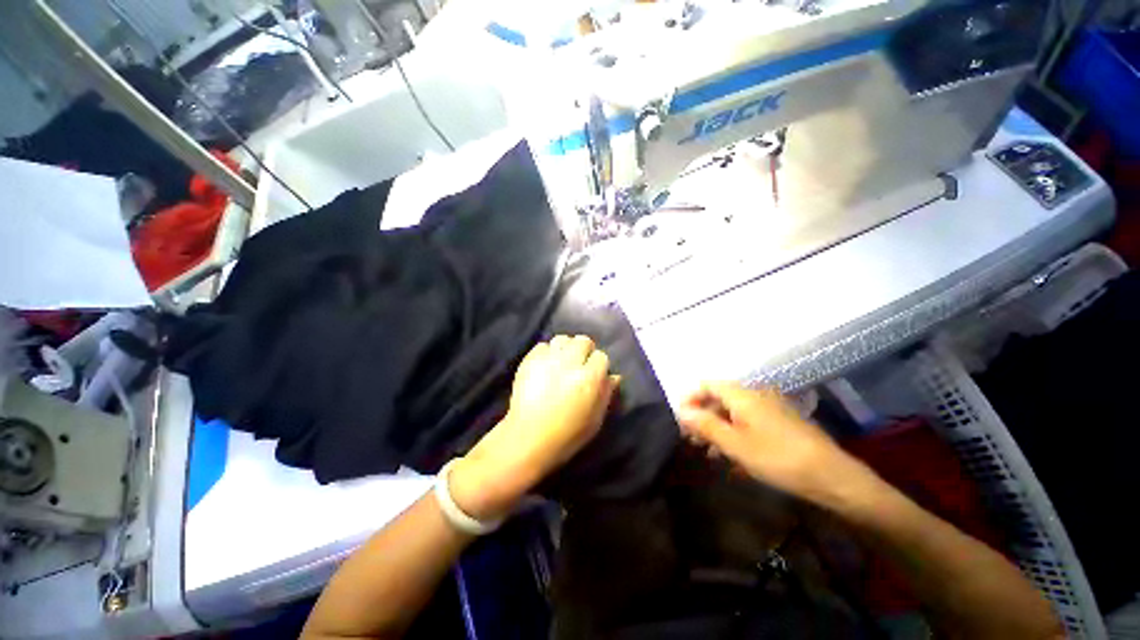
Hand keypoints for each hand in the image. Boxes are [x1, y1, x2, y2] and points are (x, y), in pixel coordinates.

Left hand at [450, 336, 618, 520]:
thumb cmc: (567, 434)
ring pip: (562, 339)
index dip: (598, 365)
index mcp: (589, 378)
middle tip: (578, 364)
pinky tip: (545, 365)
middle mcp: (570, 363)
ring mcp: (548, 359)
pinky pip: (542, 345)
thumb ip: (606, 394)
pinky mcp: (530, 360)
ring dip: (565, 348)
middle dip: (584, 350)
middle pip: (583, 340)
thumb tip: (615, 376)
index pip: (601, 356)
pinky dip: (546, 352)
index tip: (593, 374)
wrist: (528, 438)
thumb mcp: (595, 420)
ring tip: (561, 361)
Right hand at [676, 383, 852, 501]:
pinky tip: (730, 454)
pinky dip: (734, 432)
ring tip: (707, 451)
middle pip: (719, 398)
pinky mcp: (780, 422)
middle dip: (702, 416)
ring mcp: (770, 408)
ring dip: (717, 427)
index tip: (679, 418)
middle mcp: (755, 395)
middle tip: (691, 439)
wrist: (833, 477)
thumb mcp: (735, 444)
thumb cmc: (777, 458)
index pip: (707, 385)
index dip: (690, 398)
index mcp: (743, 395)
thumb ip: (705, 425)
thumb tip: (682, 412)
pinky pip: (749, 421)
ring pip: (733, 411)